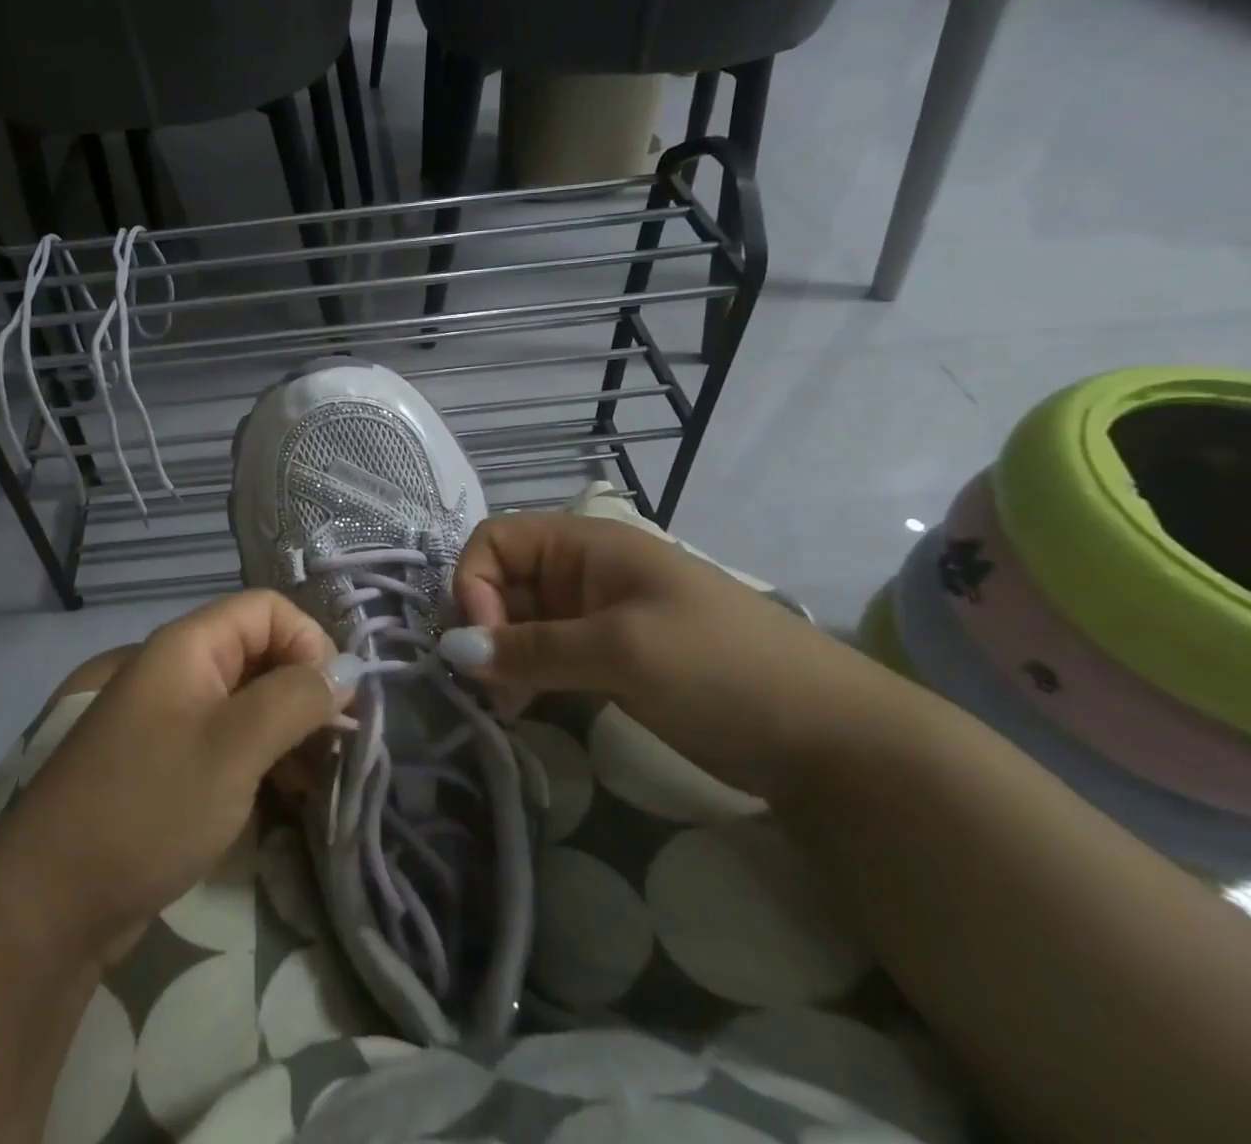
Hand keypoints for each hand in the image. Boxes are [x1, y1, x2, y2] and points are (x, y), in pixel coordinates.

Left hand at [0, 591, 340, 959]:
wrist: (50, 901)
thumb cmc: (148, 806)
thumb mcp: (235, 747)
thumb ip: (296, 698)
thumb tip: (348, 669)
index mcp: (188, 646)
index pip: (267, 609)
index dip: (309, 641)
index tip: (337, 699)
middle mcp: (179, 669)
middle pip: (260, 651)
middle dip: (305, 689)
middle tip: (339, 743)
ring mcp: (171, 717)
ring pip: (249, 699)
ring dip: (290, 728)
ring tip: (320, 776)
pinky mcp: (169, 762)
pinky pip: (229, 738)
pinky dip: (264, 756)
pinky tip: (286, 795)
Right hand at [452, 513, 912, 802]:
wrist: (830, 738)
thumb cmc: (721, 668)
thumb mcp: (621, 650)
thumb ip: (531, 648)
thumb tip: (449, 651)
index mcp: (586, 544)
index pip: (496, 540)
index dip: (475, 584)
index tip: (485, 645)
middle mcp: (582, 572)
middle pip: (501, 580)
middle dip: (483, 625)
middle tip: (486, 687)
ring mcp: (596, 616)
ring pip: (519, 621)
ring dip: (501, 656)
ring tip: (504, 704)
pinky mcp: (608, 659)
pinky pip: (545, 654)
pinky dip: (525, 675)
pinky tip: (525, 706)